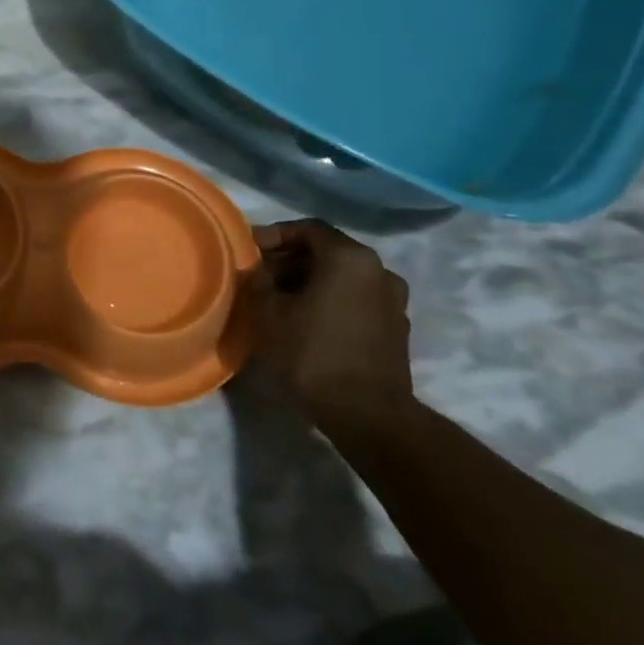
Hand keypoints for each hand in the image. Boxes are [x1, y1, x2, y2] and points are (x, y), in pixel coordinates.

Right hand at [245, 219, 412, 427]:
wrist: (367, 415)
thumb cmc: (312, 353)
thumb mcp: (267, 312)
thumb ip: (256, 279)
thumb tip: (254, 267)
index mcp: (350, 258)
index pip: (307, 229)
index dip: (273, 235)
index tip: (248, 252)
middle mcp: (379, 270)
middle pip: (326, 252)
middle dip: (289, 261)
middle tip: (259, 278)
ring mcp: (393, 301)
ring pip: (342, 278)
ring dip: (309, 282)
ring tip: (279, 302)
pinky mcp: (395, 330)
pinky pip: (356, 301)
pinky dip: (330, 302)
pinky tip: (305, 323)